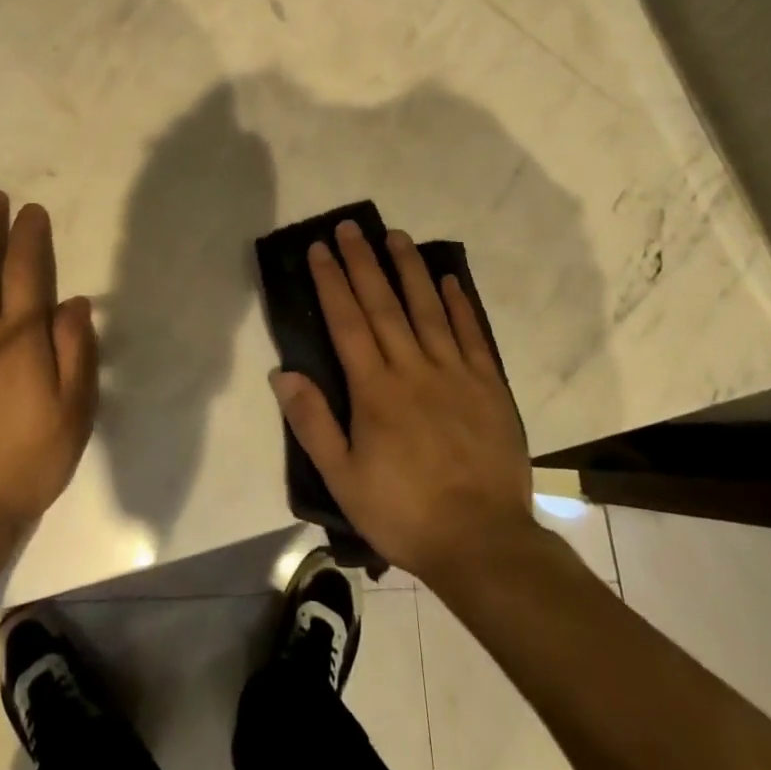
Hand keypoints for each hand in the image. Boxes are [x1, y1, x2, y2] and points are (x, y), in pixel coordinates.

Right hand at [270, 220, 534, 585]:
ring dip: (410, 269)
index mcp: (375, 390)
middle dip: (363, 262)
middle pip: (383, 304)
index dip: (331, 282)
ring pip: (427, 309)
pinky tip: (448, 279)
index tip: (320, 249)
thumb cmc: (404, 512)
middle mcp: (413, 368)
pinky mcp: (488, 386)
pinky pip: (472, 335)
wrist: (482, 542)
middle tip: (351, 227)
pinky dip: (459, 304)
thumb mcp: (344, 479)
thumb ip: (313, 423)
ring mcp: (454, 373)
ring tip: (396, 235)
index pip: (347, 322)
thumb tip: (282, 373)